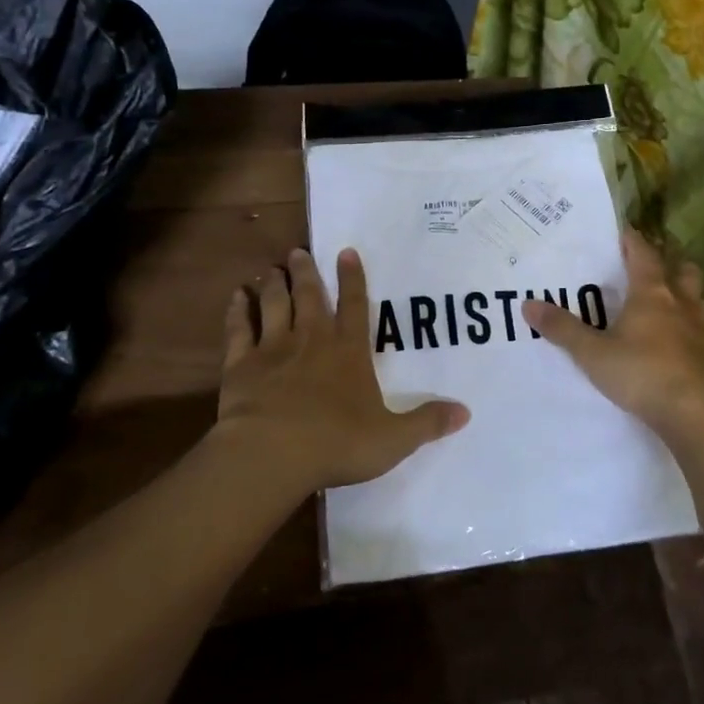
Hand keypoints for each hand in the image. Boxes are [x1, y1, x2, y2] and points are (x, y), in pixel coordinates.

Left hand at [215, 247, 468, 493]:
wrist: (272, 453)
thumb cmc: (337, 443)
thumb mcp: (393, 439)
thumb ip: (427, 423)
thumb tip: (466, 412)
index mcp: (348, 351)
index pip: (355, 305)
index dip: (353, 278)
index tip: (346, 251)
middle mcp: (311, 339)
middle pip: (310, 296)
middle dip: (306, 272)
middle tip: (298, 251)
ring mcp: (273, 348)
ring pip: (274, 305)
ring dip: (274, 285)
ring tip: (272, 269)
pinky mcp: (241, 364)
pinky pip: (238, 329)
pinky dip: (237, 311)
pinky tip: (237, 297)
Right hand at [523, 229, 703, 452]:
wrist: (695, 413)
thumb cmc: (642, 373)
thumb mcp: (593, 353)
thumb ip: (563, 329)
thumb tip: (528, 304)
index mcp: (652, 293)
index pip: (644, 254)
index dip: (633, 241)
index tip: (624, 232)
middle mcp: (680, 304)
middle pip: (682, 271)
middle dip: (669, 264)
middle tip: (652, 266)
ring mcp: (699, 330)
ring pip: (697, 299)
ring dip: (684, 294)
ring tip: (668, 300)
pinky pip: (700, 330)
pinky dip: (688, 327)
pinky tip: (676, 340)